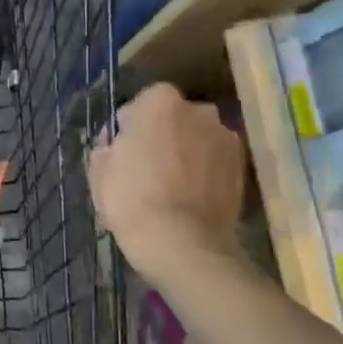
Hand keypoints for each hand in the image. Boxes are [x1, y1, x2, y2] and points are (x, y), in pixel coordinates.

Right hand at [88, 83, 245, 276]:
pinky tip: (191, 197)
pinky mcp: (243, 168)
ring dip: (187, 152)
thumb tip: (117, 145)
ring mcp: (226, 138)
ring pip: (197, 139)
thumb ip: (108, 145)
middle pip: (174, 119)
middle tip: (148, 166)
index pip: (138, 106)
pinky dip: (205, 172)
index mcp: (159, 101)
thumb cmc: (131, 198)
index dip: (129, 130)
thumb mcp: (99, 169)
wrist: (181, 242)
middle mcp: (199, 110)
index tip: (123, 152)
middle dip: (163, 135)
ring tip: (173, 185)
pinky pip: (215, 162)